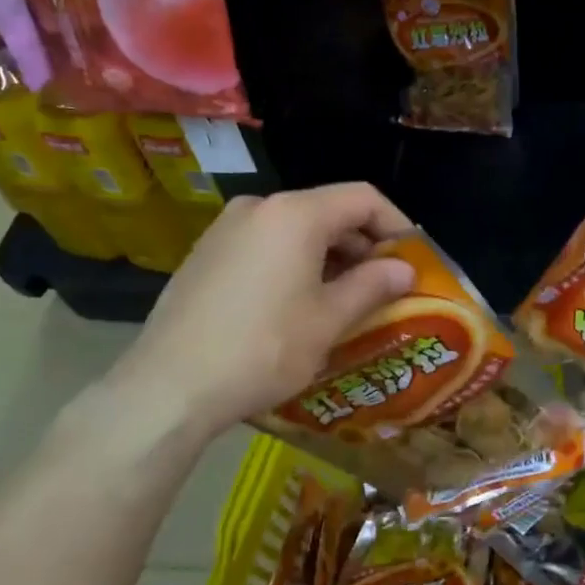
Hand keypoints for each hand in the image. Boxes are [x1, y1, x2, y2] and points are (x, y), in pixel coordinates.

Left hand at [77, 184, 415, 463]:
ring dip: (330, 257)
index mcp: (295, 214)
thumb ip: (372, 286)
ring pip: (296, 230)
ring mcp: (226, 229)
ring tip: (347, 299)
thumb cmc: (263, 348)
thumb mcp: (328, 320)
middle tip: (385, 285)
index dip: (396, 224)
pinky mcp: (206, 254)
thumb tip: (406, 269)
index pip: (362, 198)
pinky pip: (266, 245)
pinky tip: (299, 304)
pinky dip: (295, 263)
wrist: (170, 386)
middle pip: (328, 211)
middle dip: (363, 245)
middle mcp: (259, 207)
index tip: (414, 259)